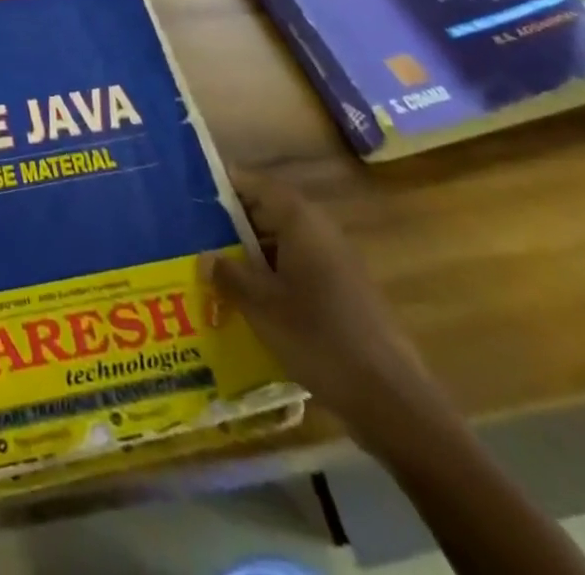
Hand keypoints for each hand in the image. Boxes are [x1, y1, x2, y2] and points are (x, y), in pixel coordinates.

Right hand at [200, 168, 451, 451]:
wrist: (392, 401)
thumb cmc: (319, 338)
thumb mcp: (261, 306)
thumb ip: (229, 276)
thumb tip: (206, 257)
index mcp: (301, 222)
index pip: (257, 184)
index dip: (226, 184)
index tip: (192, 191)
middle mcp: (321, 232)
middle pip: (270, 212)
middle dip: (233, 223)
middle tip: (194, 234)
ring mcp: (337, 264)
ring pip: (284, 244)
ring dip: (252, 253)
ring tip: (215, 269)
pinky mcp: (345, 295)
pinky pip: (299, 271)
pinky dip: (274, 277)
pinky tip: (251, 303)